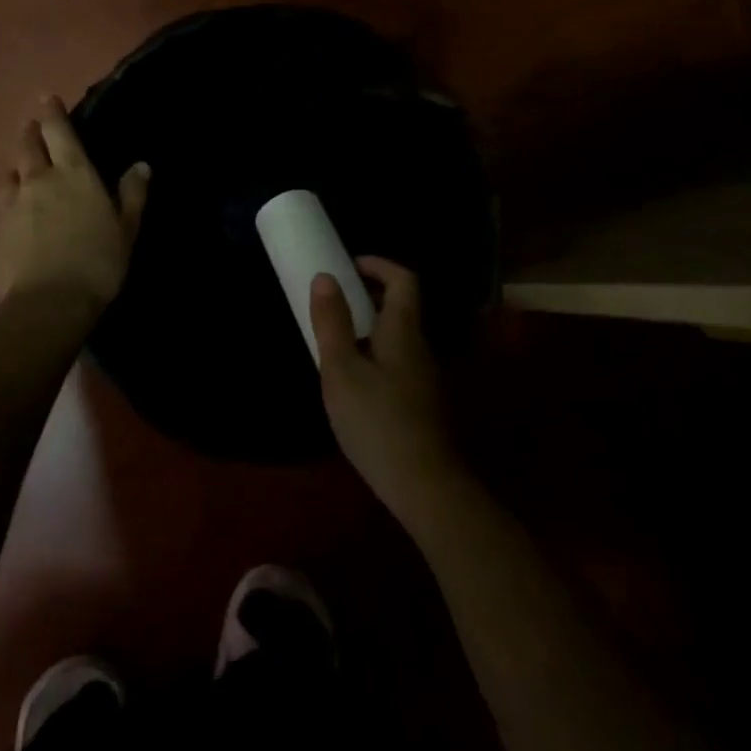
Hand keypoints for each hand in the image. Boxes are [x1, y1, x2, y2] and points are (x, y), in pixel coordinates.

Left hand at [0, 96, 149, 310]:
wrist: (50, 301)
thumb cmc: (99, 261)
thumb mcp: (127, 228)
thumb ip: (132, 194)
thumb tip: (140, 165)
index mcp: (75, 174)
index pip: (59, 132)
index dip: (52, 112)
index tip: (46, 98)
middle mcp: (41, 180)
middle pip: (28, 146)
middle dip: (30, 132)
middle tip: (32, 126)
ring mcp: (15, 203)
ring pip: (11, 171)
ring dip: (17, 163)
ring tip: (21, 165)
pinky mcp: (0, 228)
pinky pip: (2, 199)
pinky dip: (8, 192)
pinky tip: (12, 203)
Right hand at [310, 258, 464, 527]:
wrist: (424, 485)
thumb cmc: (377, 421)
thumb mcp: (342, 370)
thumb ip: (332, 323)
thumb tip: (326, 277)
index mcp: (403, 330)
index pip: (403, 279)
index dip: (378, 265)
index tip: (348, 265)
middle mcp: (420, 346)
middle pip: (401, 307)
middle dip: (368, 296)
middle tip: (333, 302)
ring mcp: (424, 376)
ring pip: (397, 336)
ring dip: (369, 327)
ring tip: (335, 340)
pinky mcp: (421, 403)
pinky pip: (397, 361)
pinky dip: (374, 354)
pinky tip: (353, 382)